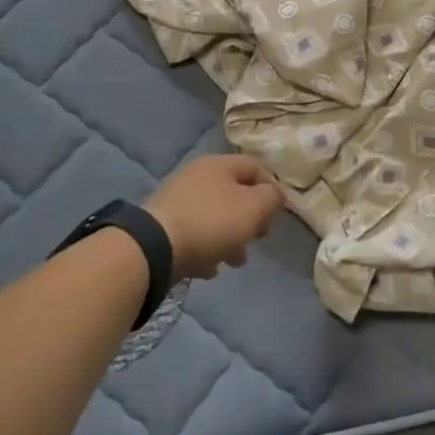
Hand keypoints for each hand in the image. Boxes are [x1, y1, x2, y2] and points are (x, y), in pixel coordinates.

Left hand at [145, 155, 283, 279]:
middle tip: (258, 237)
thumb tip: (275, 194)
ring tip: (235, 261)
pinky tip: (209, 269)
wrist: (154, 247)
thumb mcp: (253, 207)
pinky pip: (194, 234)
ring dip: (230, 238)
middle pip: (234, 193)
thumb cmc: (212, 222)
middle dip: (250, 218)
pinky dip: (206, 249)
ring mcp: (178, 201)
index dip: (272, 187)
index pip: (255, 167)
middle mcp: (198, 176)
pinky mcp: (163, 227)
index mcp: (220, 164)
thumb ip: (271, 198)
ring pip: (214, 216)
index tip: (280, 213)